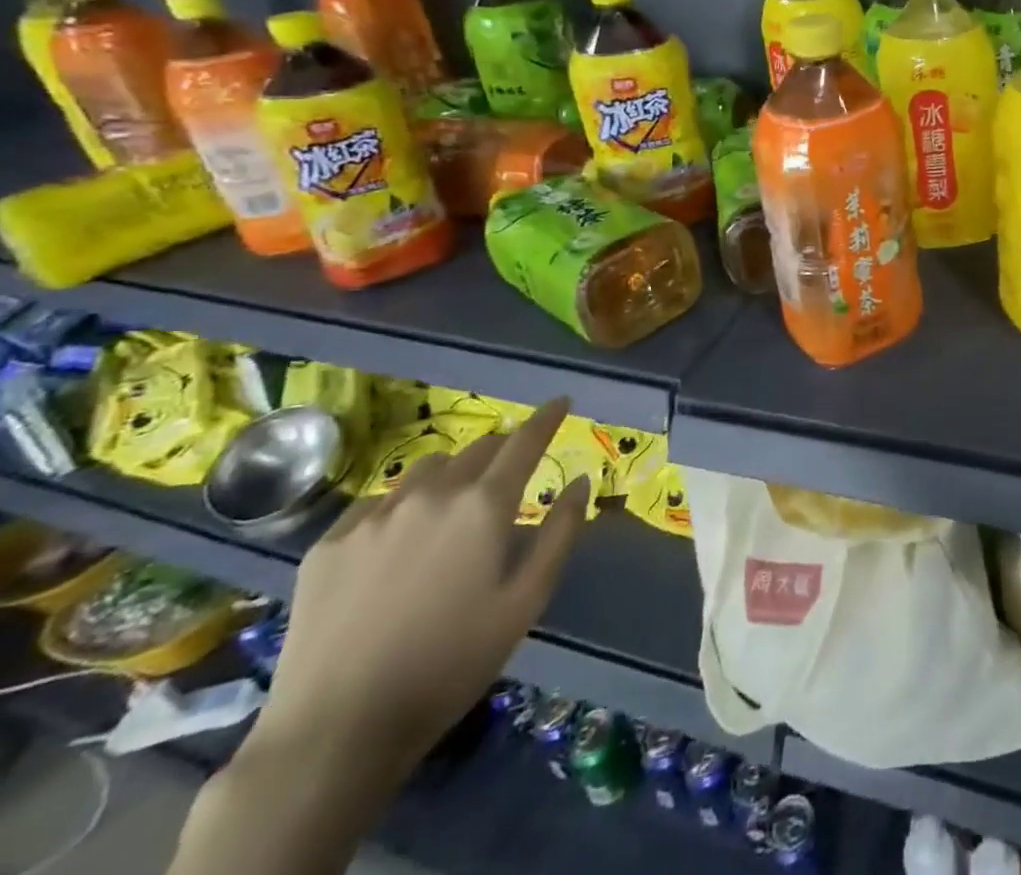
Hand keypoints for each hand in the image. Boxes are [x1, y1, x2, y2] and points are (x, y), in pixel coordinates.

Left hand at [251, 398, 591, 783]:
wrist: (336, 730)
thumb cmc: (451, 663)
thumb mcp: (526, 601)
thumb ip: (560, 533)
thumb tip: (580, 482)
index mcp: (484, 505)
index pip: (525, 441)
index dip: (547, 417)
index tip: (561, 401)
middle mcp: (432, 494)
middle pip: (477, 449)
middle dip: (503, 449)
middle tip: (511, 469)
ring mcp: (374, 516)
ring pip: (427, 468)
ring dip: (453, 471)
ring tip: (455, 501)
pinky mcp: (329, 544)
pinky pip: (378, 501)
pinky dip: (403, 503)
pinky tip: (400, 537)